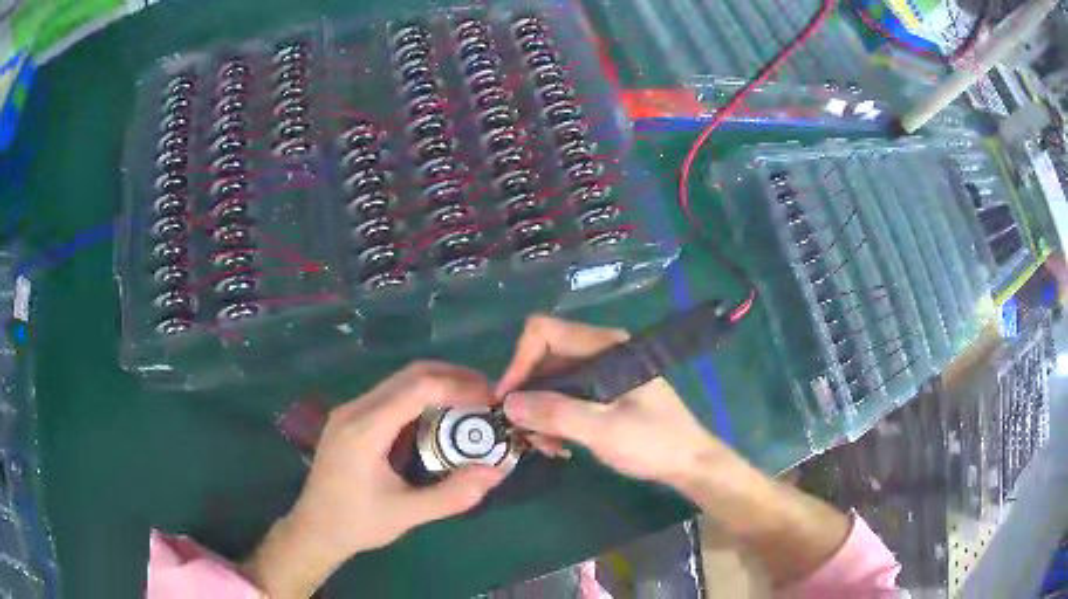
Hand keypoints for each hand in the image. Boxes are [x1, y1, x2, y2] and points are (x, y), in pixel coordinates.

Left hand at [244, 362, 505, 597]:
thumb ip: (453, 494)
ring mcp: (350, 411)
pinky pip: (390, 395)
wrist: (314, 529)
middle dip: (453, 377)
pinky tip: (438, 417)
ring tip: (471, 403)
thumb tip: (496, 471)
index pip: (419, 387)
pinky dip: (421, 397)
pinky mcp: (350, 419)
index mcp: (365, 429)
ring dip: (438, 385)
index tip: (492, 398)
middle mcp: (355, 409)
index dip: (459, 386)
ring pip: (400, 381)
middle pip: (410, 374)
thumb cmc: (357, 523)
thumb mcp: (407, 514)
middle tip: (488, 395)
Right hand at [497, 315, 740, 488]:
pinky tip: (559, 444)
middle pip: (544, 358)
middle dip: (529, 395)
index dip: (519, 362)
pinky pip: (564, 397)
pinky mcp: (602, 393)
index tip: (508, 401)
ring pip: (551, 381)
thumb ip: (556, 414)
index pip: (544, 332)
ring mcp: (601, 373)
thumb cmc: (654, 442)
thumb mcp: (604, 431)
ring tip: (546, 446)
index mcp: (605, 346)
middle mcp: (600, 352)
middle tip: (525, 433)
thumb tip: (508, 404)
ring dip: (540, 412)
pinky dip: (554, 419)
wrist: (689, 462)